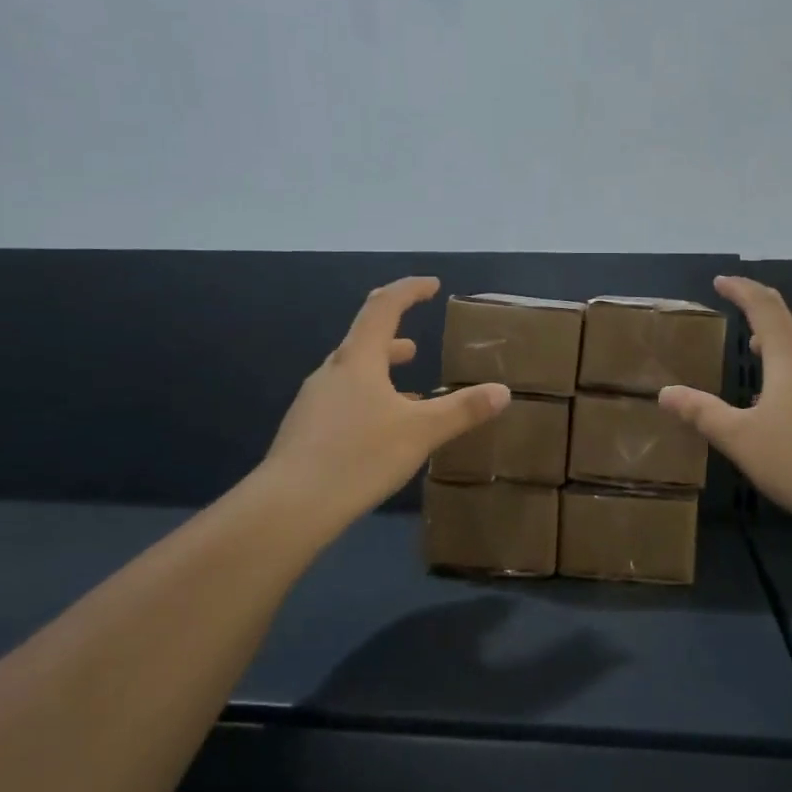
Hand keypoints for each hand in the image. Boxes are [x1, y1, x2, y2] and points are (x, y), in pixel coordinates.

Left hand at [259, 277, 508, 542]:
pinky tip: (382, 430)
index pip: (384, 307)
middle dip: (394, 337)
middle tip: (417, 343)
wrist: (289, 506)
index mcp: (359, 360)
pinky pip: (344, 401)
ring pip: (354, 374)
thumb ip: (463, 410)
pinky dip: (369, 400)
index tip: (432, 285)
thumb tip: (502, 391)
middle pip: (364, 340)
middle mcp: (332, 372)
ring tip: (410, 389)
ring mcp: (314, 401)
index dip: (409, 290)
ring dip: (382, 373)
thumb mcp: (421, 432)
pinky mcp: (306, 430)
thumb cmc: (359, 456)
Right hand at [660, 276, 791, 540]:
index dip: (741, 290)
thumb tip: (666, 393)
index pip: (764, 307)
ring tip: (762, 382)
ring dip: (782, 361)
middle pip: (789, 334)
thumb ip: (702, 413)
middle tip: (742, 339)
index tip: (721, 281)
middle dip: (763, 330)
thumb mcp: (741, 440)